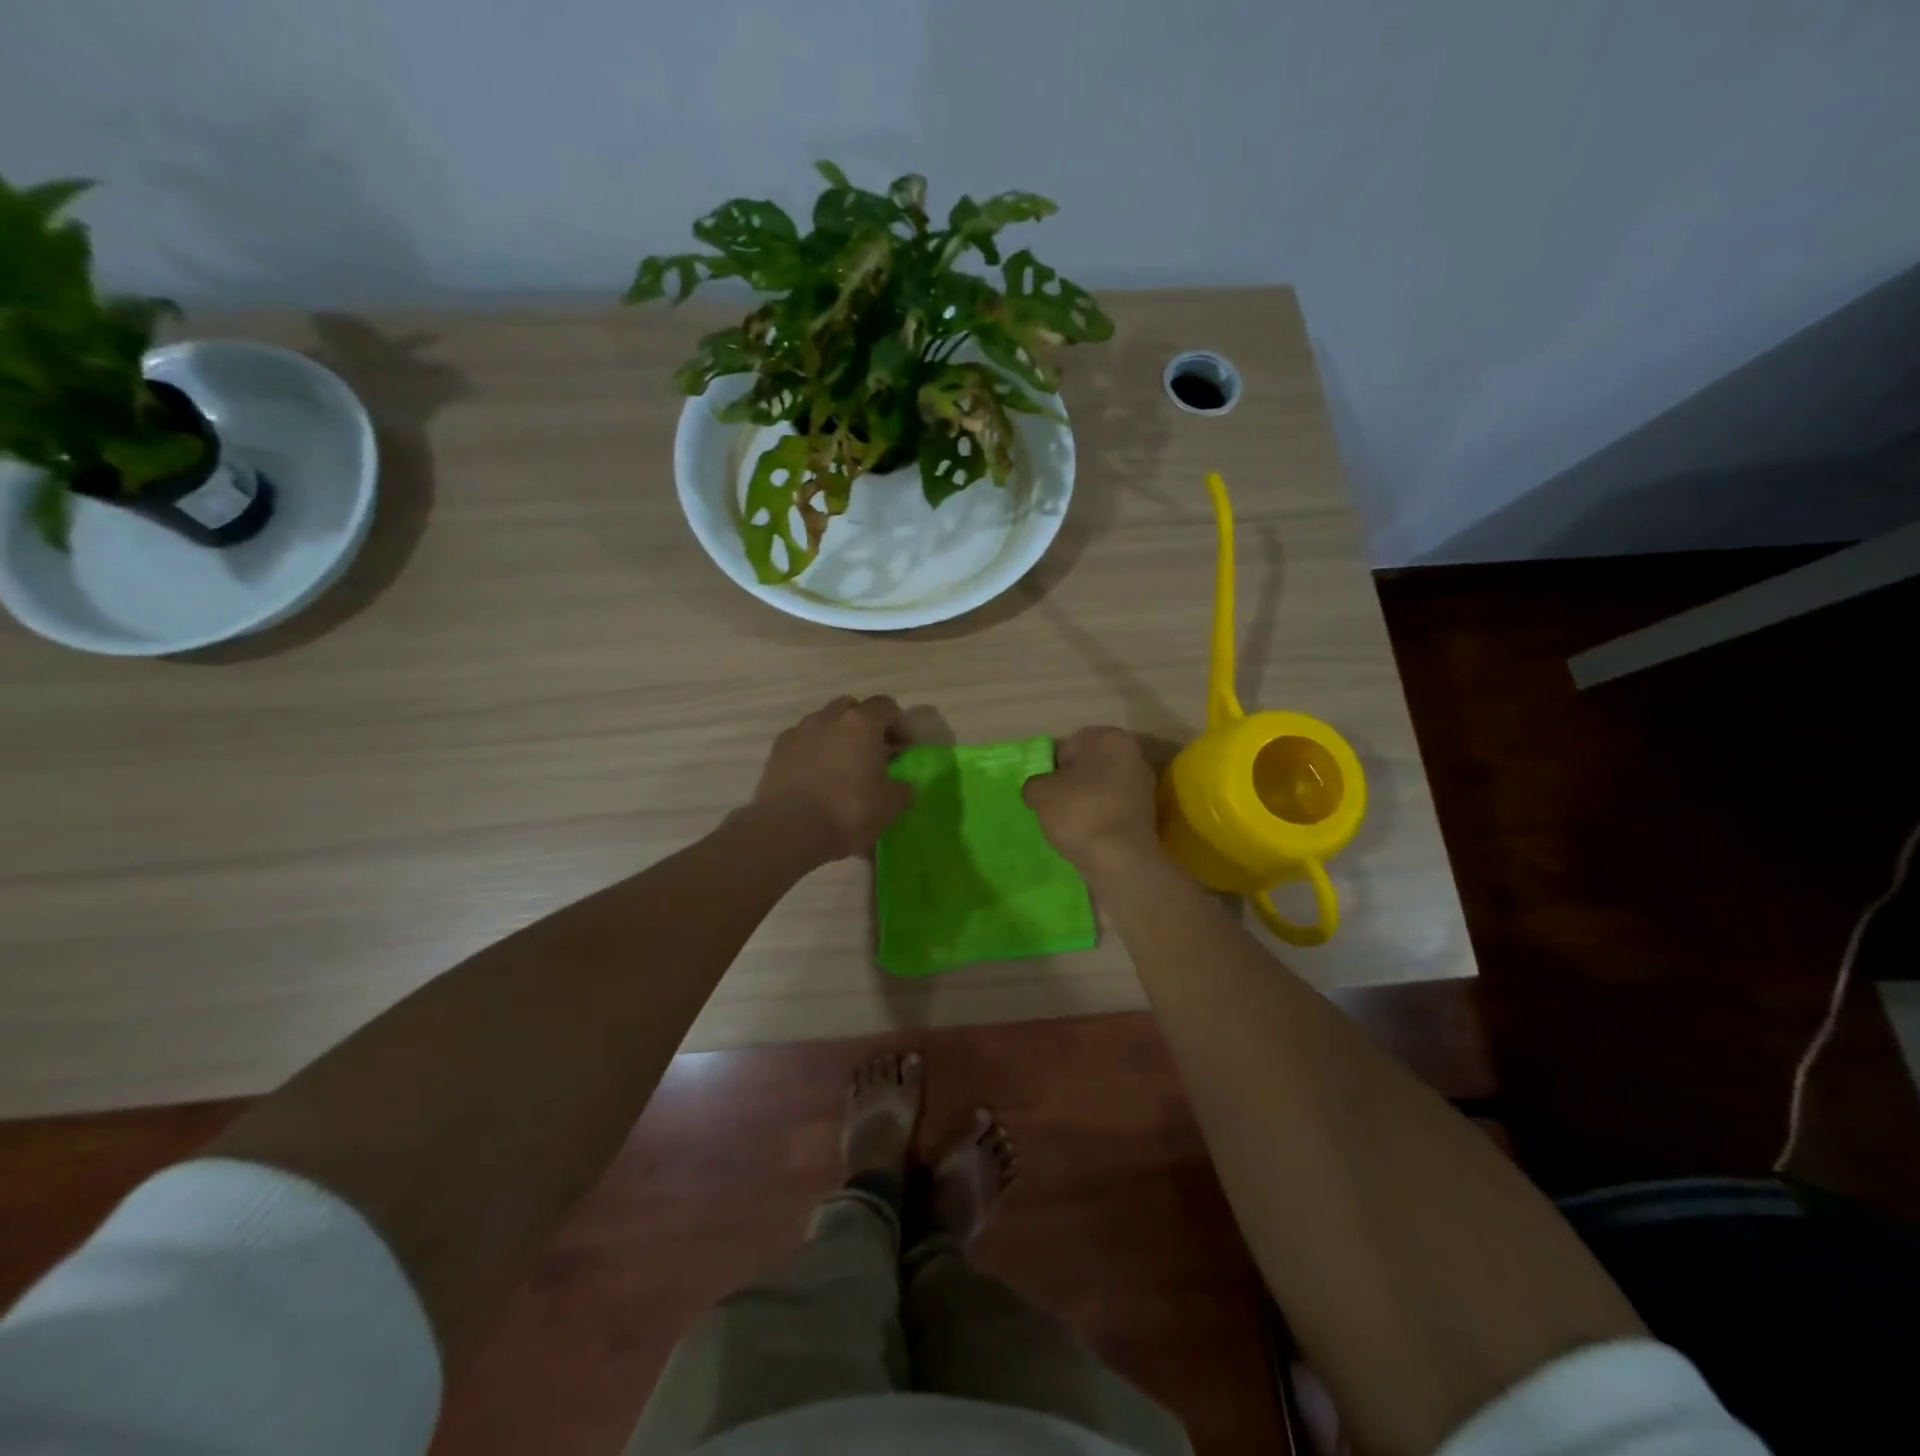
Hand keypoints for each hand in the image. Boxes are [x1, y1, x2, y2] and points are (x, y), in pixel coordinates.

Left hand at [749, 696, 911, 862]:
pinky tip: (815, 778)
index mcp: (861, 724)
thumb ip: (902, 789)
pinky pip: (801, 741)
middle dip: (864, 726)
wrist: (788, 831)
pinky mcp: (776, 751)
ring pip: (823, 723)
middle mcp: (828, 718)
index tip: (903, 749)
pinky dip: (812, 752)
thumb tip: (902, 786)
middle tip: (872, 753)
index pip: (886, 706)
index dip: (899, 724)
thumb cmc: (848, 813)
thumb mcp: (890, 807)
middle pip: (851, 708)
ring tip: (841, 767)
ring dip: (836, 737)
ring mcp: (798, 732)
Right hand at [1022, 727, 1162, 878]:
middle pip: (1090, 765)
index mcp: (1108, 737)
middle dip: (1073, 782)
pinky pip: (1115, 807)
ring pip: (1104, 786)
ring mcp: (1144, 783)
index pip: (1070, 746)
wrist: (1121, 858)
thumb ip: (1035, 784)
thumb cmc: (1079, 812)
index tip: (1046, 791)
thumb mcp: (1040, 794)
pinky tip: (1090, 834)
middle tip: (1056, 806)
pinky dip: (1103, 816)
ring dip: (1088, 800)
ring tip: (1073, 824)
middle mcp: (1132, 753)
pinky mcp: (1149, 812)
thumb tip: (1039, 789)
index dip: (1053, 768)